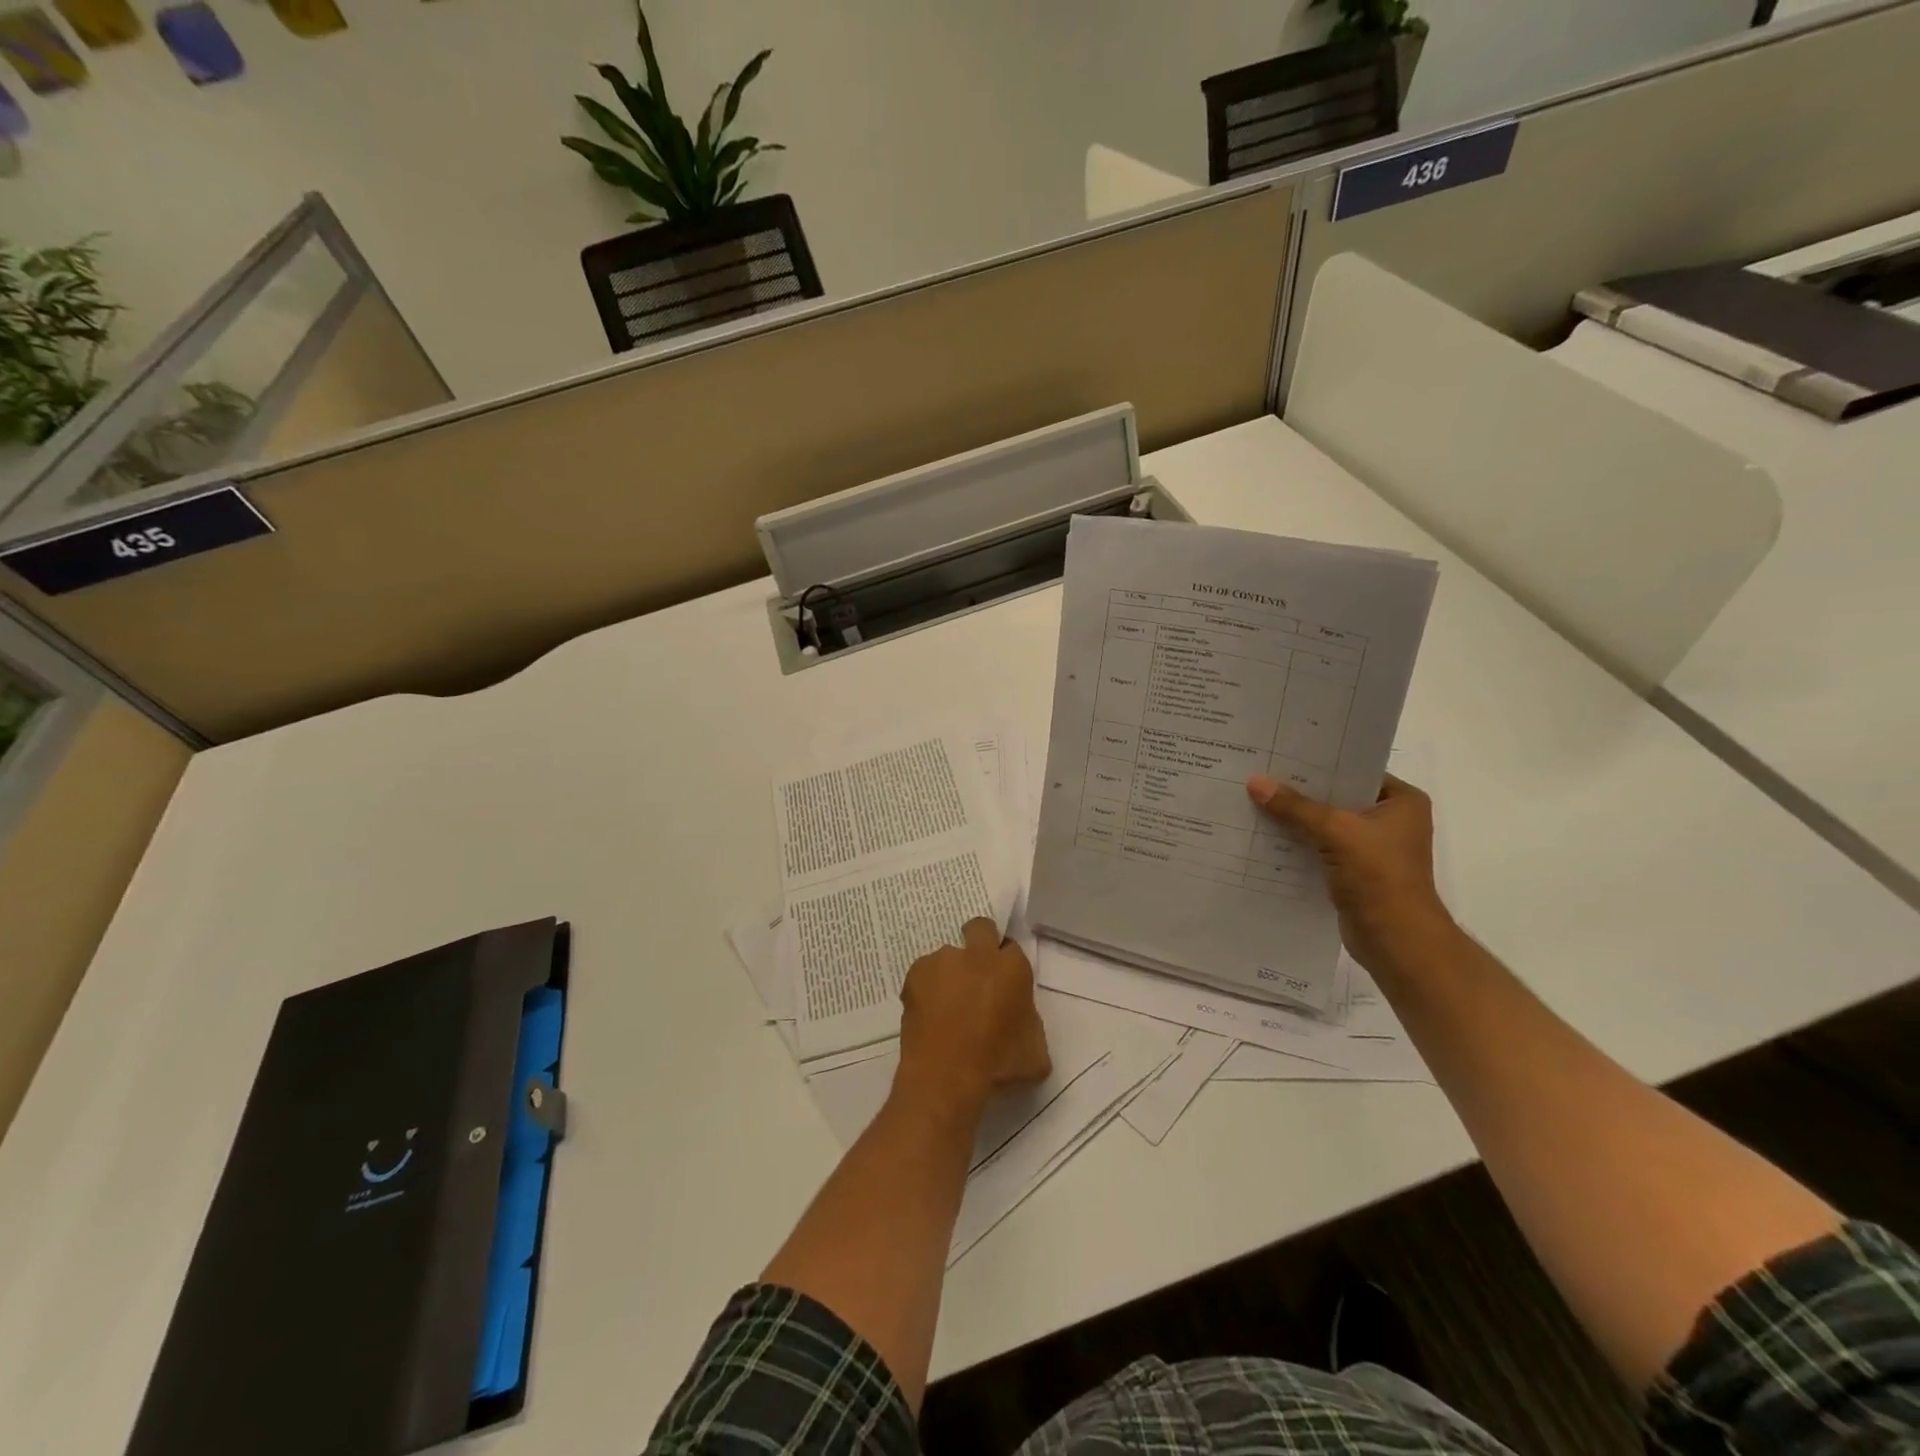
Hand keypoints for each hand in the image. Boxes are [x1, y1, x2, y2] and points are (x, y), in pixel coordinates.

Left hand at [895, 918, 1050, 1125]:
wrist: (944, 1079)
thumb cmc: (997, 1067)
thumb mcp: (1035, 1053)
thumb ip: (1029, 1023)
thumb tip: (1018, 1017)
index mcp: (1011, 968)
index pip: (1012, 949)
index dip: (1007, 965)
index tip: (1004, 984)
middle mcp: (977, 955)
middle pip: (980, 928)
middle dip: (980, 941)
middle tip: (977, 974)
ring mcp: (942, 961)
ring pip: (948, 956)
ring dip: (950, 973)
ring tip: (946, 1008)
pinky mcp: (914, 975)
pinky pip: (924, 975)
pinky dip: (927, 989)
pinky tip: (928, 1016)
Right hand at [1245, 772, 1458, 980]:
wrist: (1396, 940)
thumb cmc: (1378, 876)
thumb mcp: (1335, 831)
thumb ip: (1295, 807)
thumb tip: (1255, 782)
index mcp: (1402, 801)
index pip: (1354, 770)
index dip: (1318, 763)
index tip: (1280, 752)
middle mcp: (1390, 820)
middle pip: (1337, 797)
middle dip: (1300, 791)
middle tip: (1260, 774)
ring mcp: (1372, 848)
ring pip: (1325, 824)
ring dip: (1295, 818)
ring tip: (1255, 800)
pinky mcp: (1354, 872)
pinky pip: (1319, 847)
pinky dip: (1297, 843)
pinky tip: (1264, 834)